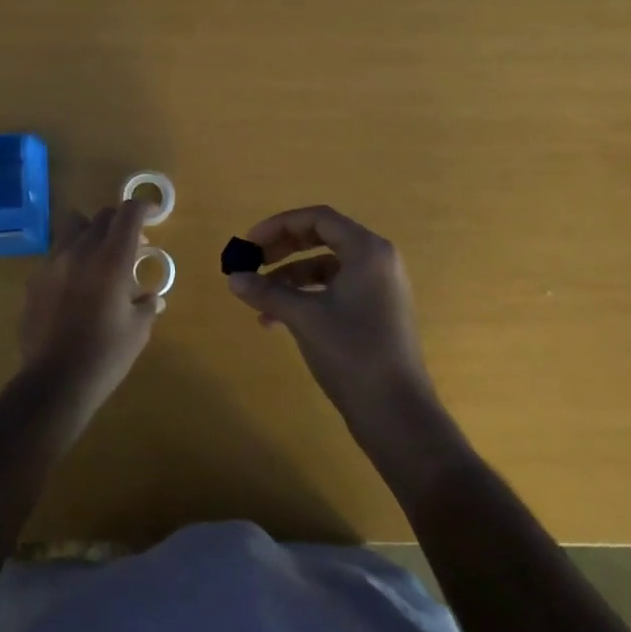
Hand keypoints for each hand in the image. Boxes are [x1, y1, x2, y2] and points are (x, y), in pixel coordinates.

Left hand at [17, 199, 159, 423]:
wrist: (54, 382)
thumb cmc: (105, 356)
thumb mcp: (138, 331)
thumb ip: (147, 305)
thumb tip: (151, 297)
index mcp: (111, 260)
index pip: (128, 213)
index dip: (143, 207)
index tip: (152, 214)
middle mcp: (80, 252)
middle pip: (101, 216)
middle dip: (119, 223)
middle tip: (131, 245)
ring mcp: (52, 264)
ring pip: (72, 228)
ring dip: (91, 234)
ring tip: (99, 259)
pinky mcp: (34, 280)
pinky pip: (56, 255)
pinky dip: (71, 258)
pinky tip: (76, 286)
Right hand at [225, 206, 434, 424]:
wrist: (397, 413)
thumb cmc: (353, 352)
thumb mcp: (304, 318)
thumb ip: (267, 292)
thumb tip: (233, 278)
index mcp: (368, 251)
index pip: (318, 219)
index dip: (279, 225)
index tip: (249, 242)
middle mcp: (377, 262)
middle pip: (322, 239)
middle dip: (282, 249)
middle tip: (252, 262)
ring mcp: (378, 289)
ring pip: (325, 268)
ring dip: (289, 278)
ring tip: (258, 298)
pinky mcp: (374, 313)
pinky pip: (333, 291)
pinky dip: (305, 298)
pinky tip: (274, 321)